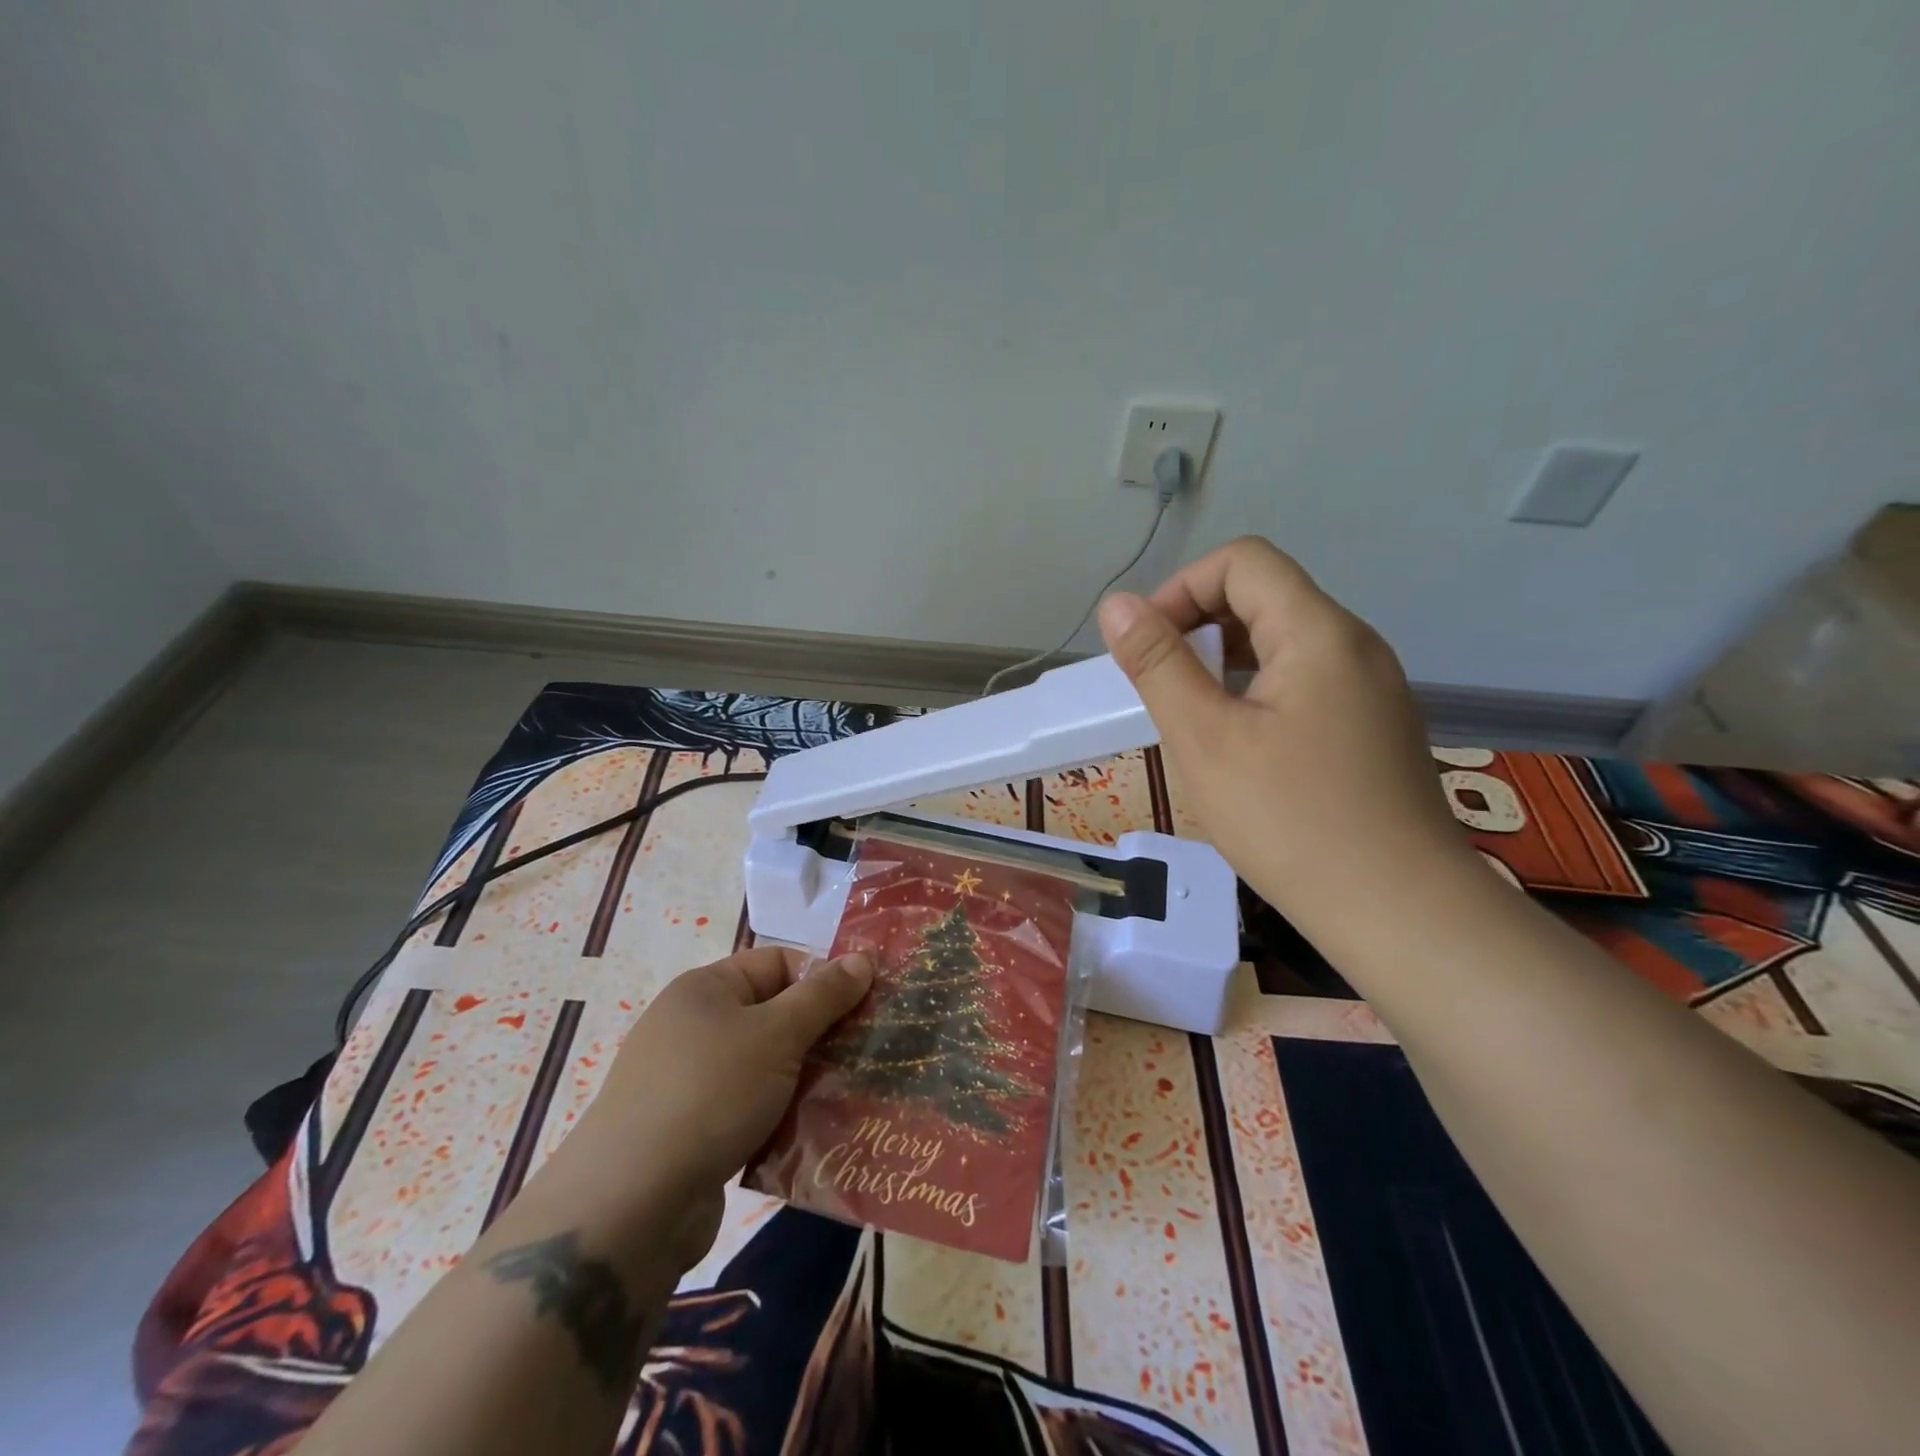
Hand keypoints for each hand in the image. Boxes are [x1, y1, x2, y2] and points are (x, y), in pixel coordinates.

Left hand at [535, 946, 872, 1264]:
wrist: (631, 1204)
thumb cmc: (710, 1093)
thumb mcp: (778, 1034)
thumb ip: (824, 996)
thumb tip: (863, 959)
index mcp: (706, 988)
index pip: (778, 963)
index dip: (821, 979)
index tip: (864, 1007)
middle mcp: (693, 1026)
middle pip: (773, 1015)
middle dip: (819, 1034)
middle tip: (865, 1053)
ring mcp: (688, 1081)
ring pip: (765, 1066)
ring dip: (804, 1080)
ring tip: (848, 1096)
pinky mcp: (690, 1131)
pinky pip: (748, 1109)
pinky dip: (778, 1117)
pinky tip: (811, 1134)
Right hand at [1098, 535, 1471, 939]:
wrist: (1401, 913)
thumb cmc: (1291, 821)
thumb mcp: (1205, 739)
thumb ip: (1158, 664)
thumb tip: (1117, 604)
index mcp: (1318, 632)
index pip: (1242, 562)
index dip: (1182, 589)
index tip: (1147, 647)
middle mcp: (1354, 645)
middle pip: (1265, 597)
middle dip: (1199, 626)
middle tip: (1161, 687)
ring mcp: (1371, 689)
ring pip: (1284, 643)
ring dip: (1225, 662)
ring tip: (1191, 717)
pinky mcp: (1373, 728)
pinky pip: (1305, 682)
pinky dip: (1257, 692)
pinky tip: (1238, 746)